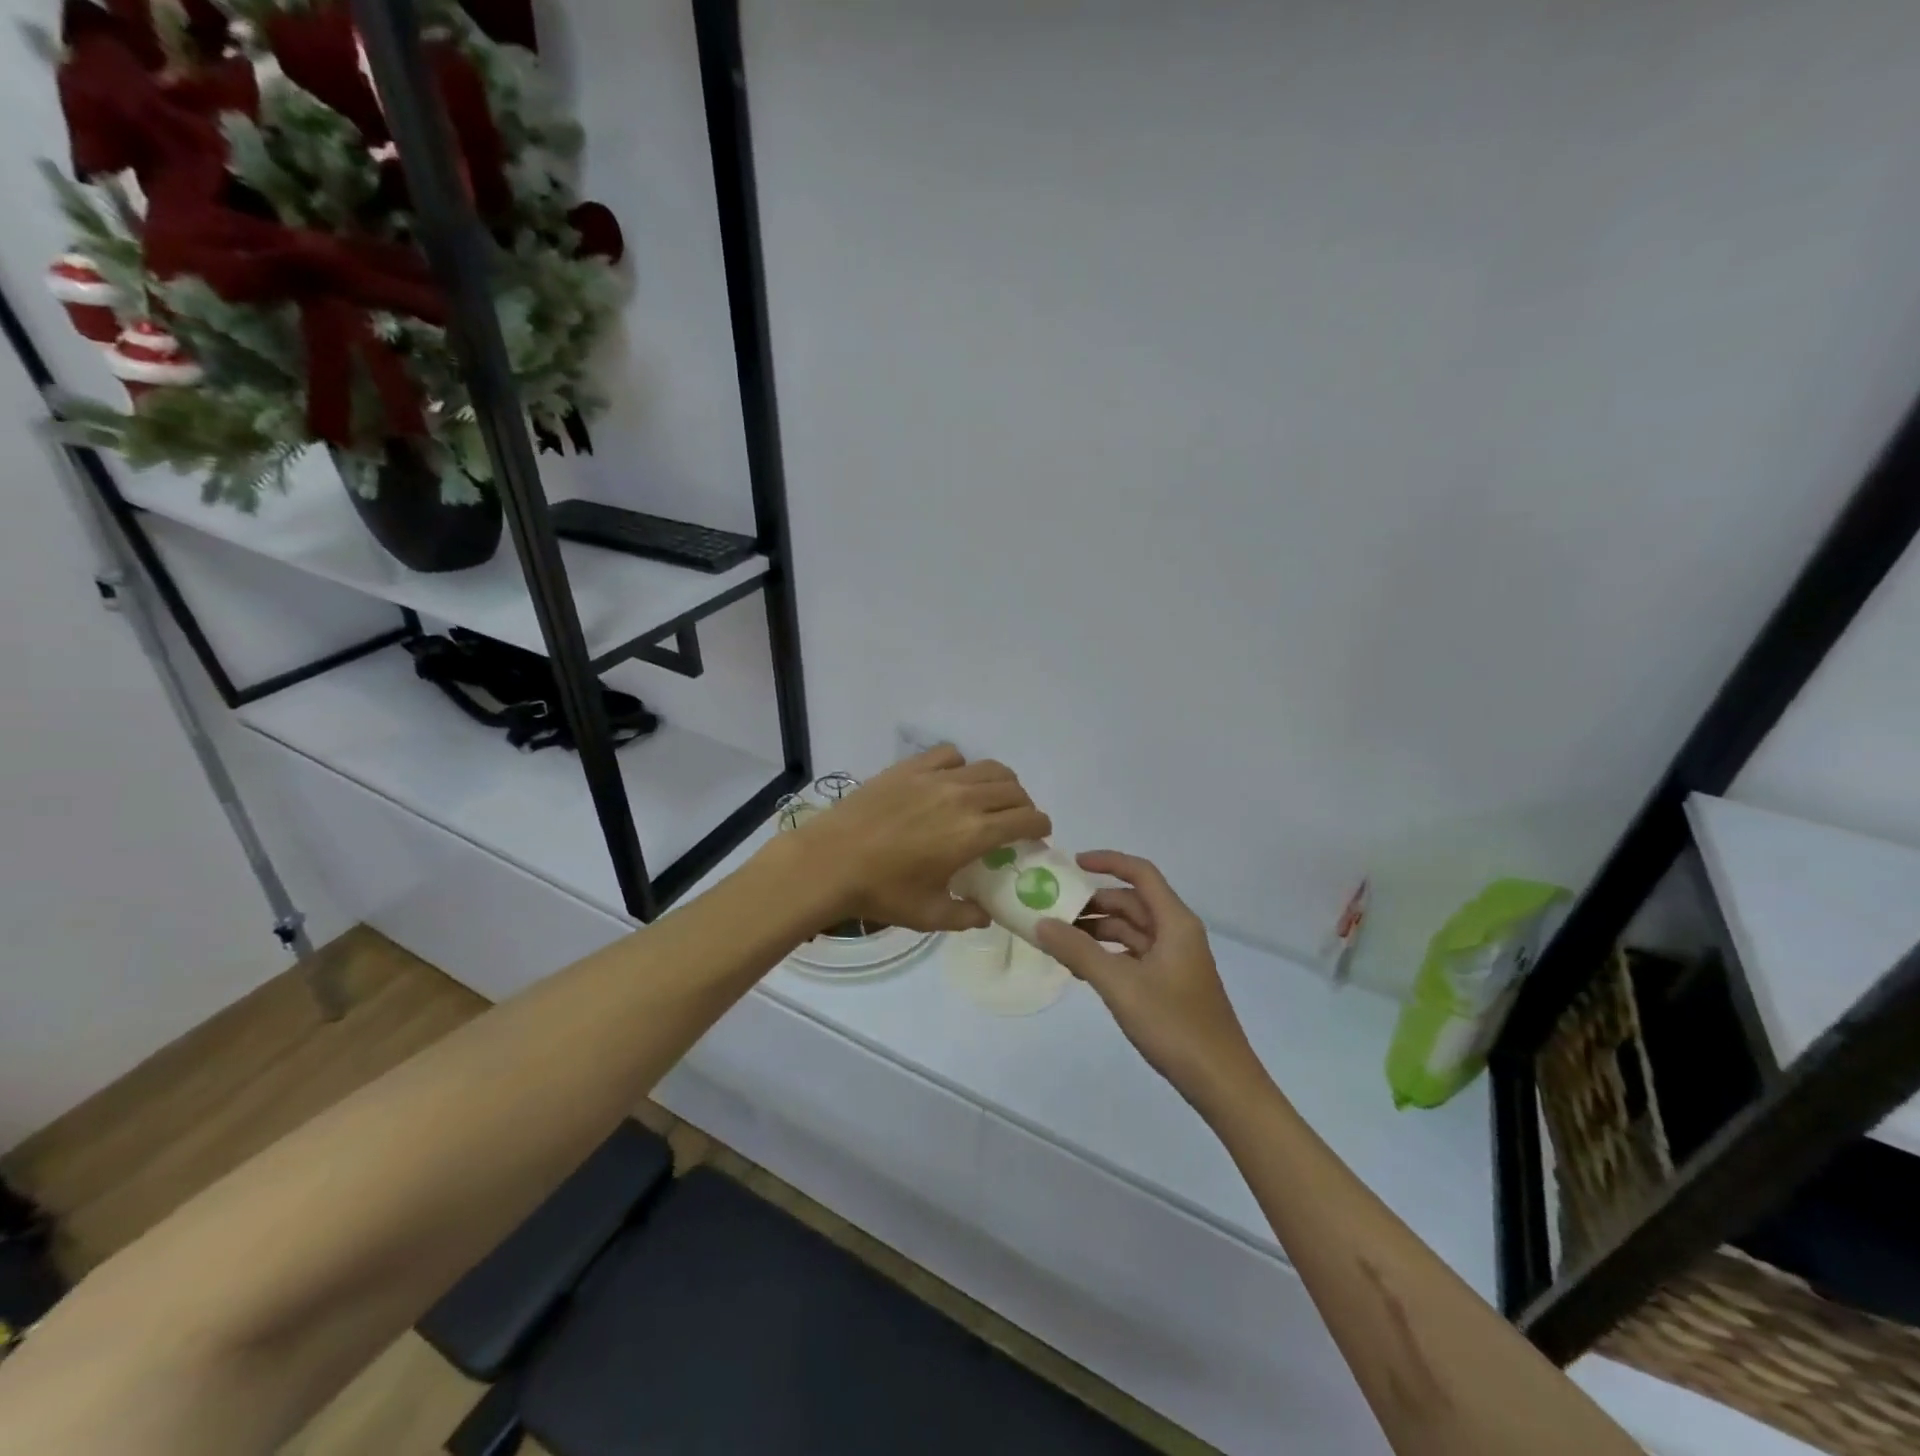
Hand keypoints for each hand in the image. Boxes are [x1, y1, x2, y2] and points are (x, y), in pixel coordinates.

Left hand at [784, 747, 1051, 932]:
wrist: (829, 861)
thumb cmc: (881, 892)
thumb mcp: (929, 914)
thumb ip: (966, 915)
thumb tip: (985, 914)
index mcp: (974, 833)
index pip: (1026, 819)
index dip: (1040, 825)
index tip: (1039, 834)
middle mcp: (963, 797)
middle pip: (1012, 789)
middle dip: (1023, 805)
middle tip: (1015, 822)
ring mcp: (935, 777)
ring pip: (987, 767)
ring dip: (1000, 783)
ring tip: (990, 799)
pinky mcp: (910, 767)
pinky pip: (949, 755)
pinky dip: (962, 766)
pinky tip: (951, 782)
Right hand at [1036, 852, 1266, 1115]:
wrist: (1222, 1083)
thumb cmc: (1174, 1025)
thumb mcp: (1120, 985)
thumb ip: (1078, 951)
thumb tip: (1041, 923)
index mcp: (1175, 922)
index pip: (1140, 874)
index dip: (1108, 862)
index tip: (1071, 864)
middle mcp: (1177, 934)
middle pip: (1132, 903)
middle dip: (1094, 903)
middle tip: (1053, 910)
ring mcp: (1175, 961)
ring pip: (1131, 931)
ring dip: (1097, 931)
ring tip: (1058, 941)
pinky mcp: (1170, 985)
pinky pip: (1133, 956)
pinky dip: (1107, 955)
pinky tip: (1081, 968)